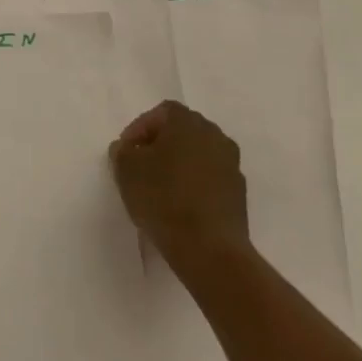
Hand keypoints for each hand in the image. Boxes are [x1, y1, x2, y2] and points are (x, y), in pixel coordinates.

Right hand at [109, 101, 252, 279]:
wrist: (209, 249)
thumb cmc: (163, 199)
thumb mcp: (126, 170)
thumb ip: (122, 151)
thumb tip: (128, 148)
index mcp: (188, 122)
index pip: (162, 112)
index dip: (140, 127)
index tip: (126, 151)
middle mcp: (215, 136)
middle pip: (183, 130)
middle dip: (160, 144)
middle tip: (140, 165)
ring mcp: (231, 165)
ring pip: (198, 154)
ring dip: (178, 164)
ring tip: (159, 187)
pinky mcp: (239, 193)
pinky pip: (210, 178)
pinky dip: (194, 184)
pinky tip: (179, 205)